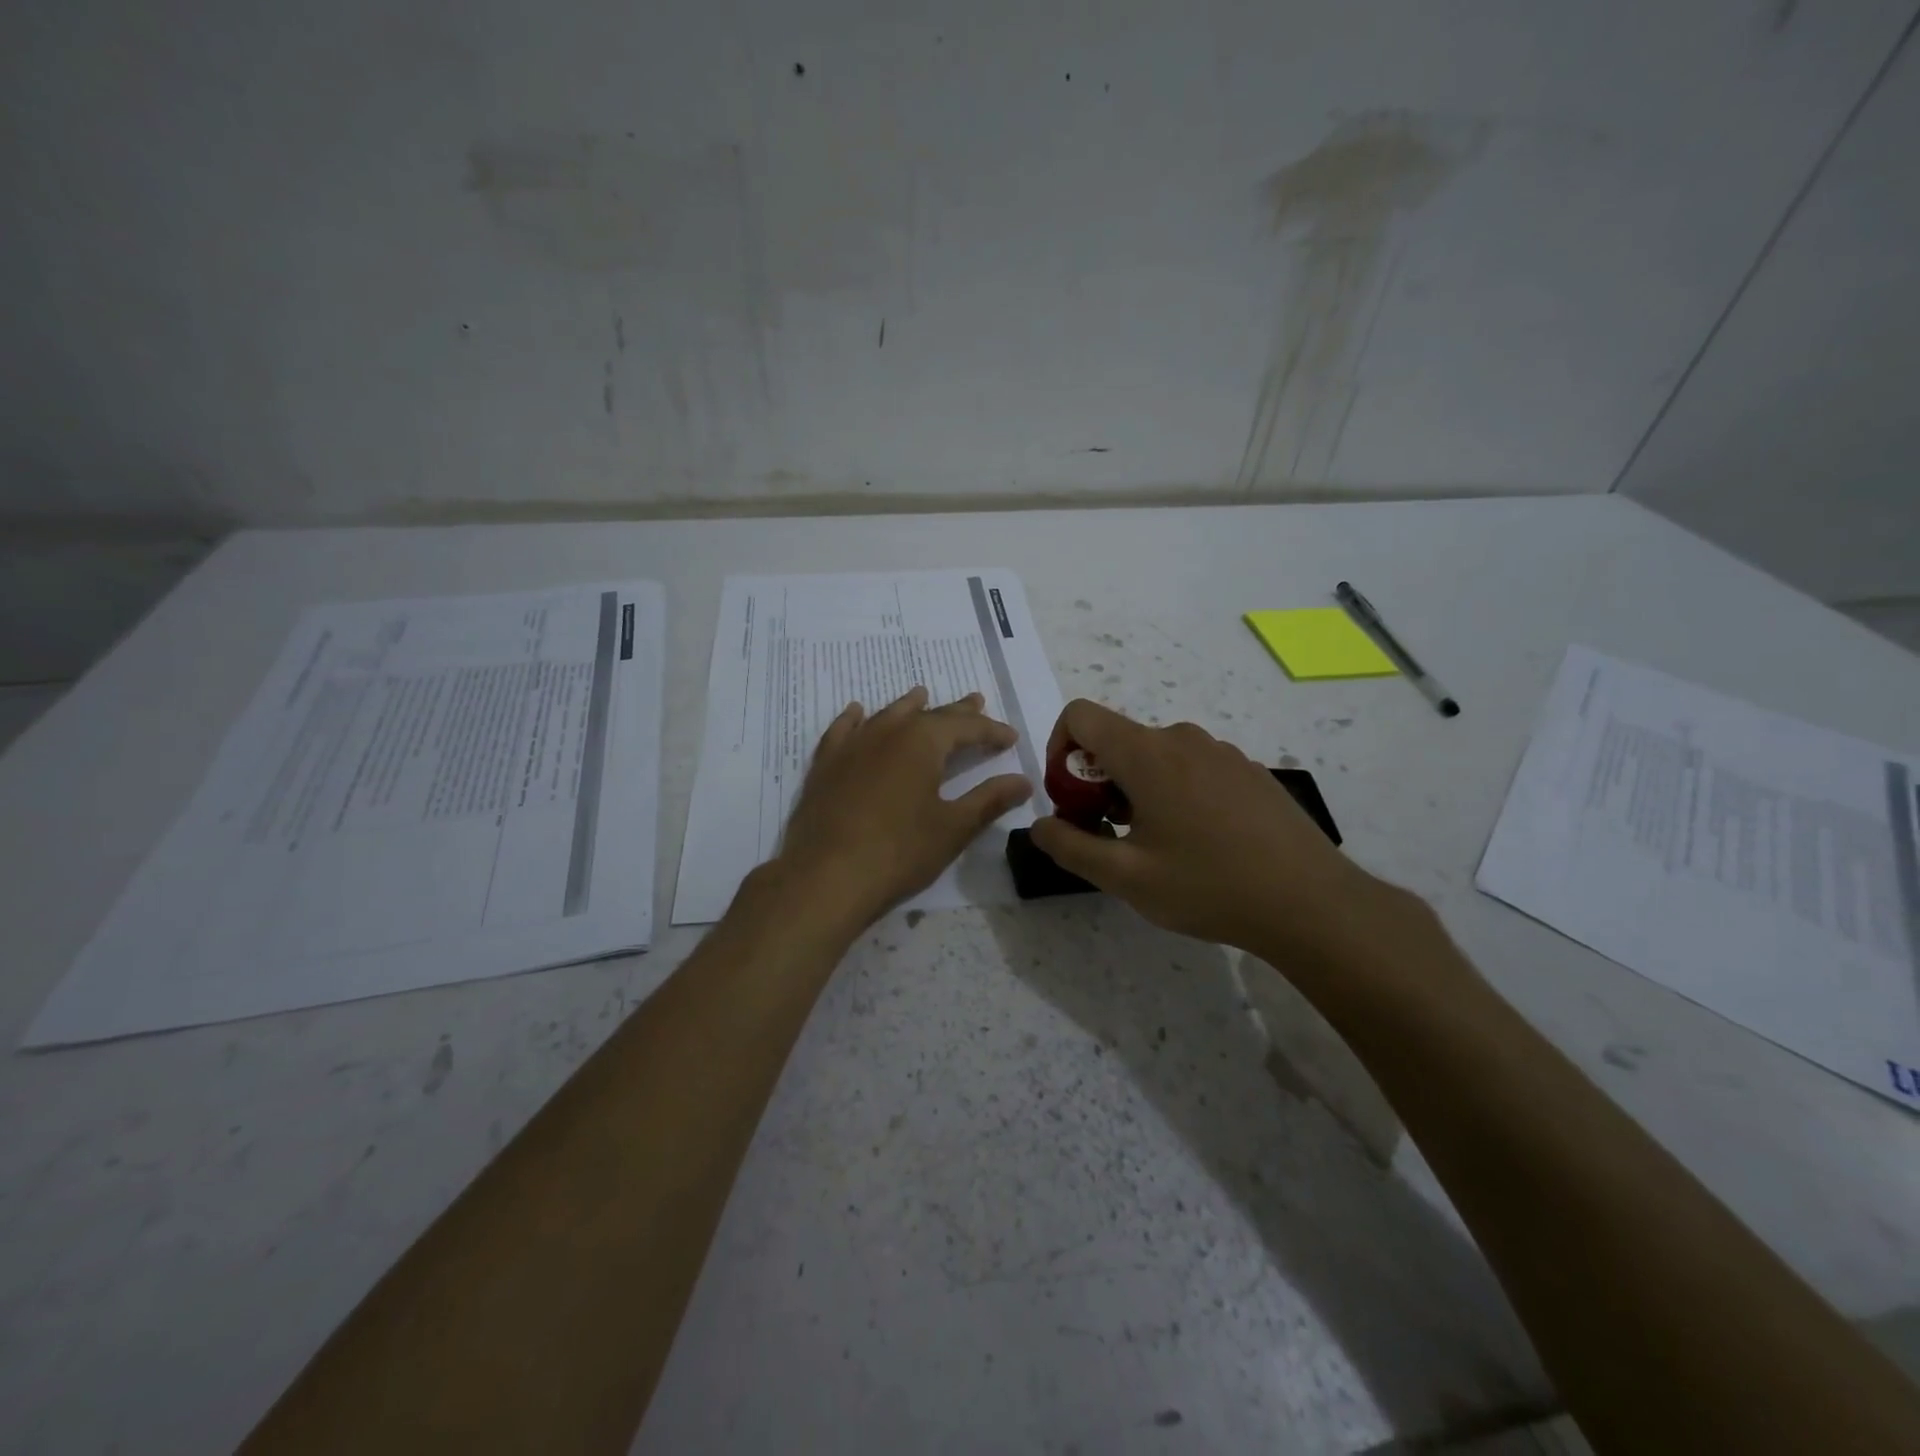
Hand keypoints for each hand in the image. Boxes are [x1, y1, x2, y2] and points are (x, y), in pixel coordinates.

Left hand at [774, 687, 1032, 931]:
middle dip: (956, 712)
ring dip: (909, 707)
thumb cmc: (899, 852)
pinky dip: (854, 718)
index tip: (1011, 738)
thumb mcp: (953, 828)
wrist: (825, 877)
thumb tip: (1023, 781)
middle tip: (976, 701)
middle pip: (928, 715)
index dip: (991, 731)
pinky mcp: (825, 765)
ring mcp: (852, 746)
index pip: (966, 727)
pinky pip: (842, 730)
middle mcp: (887, 732)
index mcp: (923, 742)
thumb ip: (989, 800)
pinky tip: (856, 712)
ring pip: (886, 715)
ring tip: (921, 694)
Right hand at [1029, 700, 1399, 961]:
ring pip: (1155, 756)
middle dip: (1097, 781)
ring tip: (1154, 845)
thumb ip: (1070, 846)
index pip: (1081, 715)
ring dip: (1135, 789)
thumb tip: (1039, 824)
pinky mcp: (1247, 771)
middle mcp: (1182, 738)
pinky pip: (1192, 767)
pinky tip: (1198, 843)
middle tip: (1109, 835)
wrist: (1311, 902)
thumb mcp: (1125, 877)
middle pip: (1117, 740)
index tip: (1070, 797)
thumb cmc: (1208, 886)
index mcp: (1147, 753)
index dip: (1058, 748)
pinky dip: (1173, 792)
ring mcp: (1220, 752)